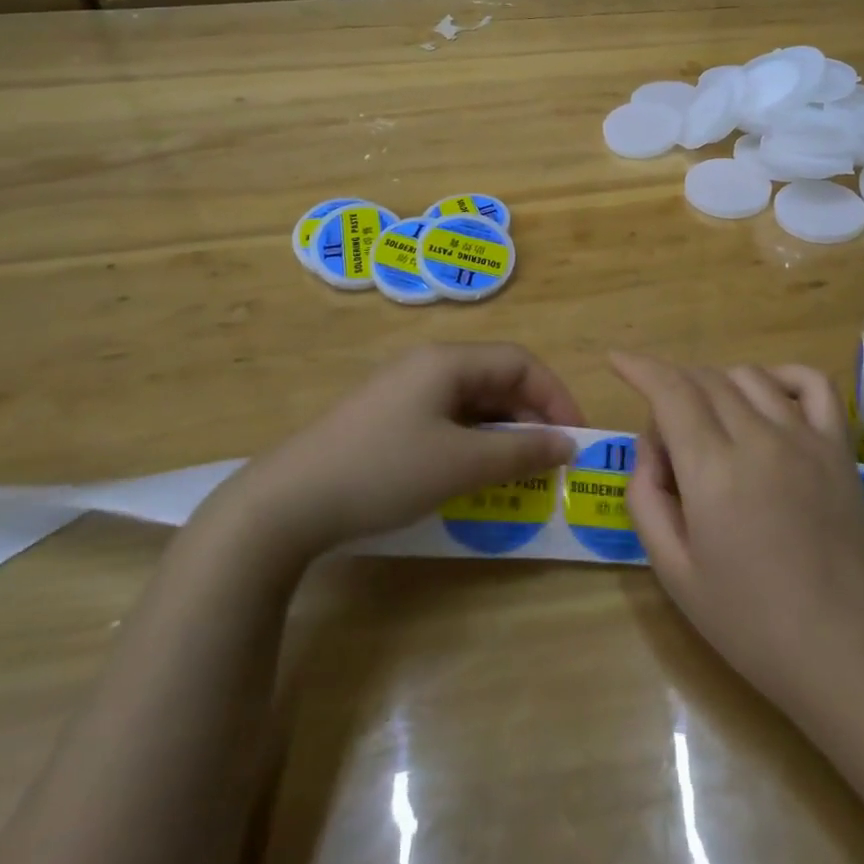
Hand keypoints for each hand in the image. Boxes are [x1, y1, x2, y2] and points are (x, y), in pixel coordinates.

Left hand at [238, 343, 585, 555]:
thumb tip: (567, 444)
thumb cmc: (384, 472)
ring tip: (520, 472)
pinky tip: (476, 474)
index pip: (520, 363)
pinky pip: (447, 420)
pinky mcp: (387, 419)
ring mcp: (404, 391)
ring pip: (472, 402)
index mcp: (447, 361)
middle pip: (496, 379)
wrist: (288, 502)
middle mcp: (427, 365)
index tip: (575, 439)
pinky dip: (472, 442)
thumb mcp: (460, 465)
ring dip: (503, 433)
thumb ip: (520, 452)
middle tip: (552, 461)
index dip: (555, 396)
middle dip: (531, 417)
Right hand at [613, 353, 863, 715]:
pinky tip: (768, 394)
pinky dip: (781, 375)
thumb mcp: (675, 573)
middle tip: (667, 438)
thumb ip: (647, 498)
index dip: (639, 368)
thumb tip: (651, 446)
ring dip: (715, 384)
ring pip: (748, 376)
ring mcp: (805, 437)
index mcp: (712, 470)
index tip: (617, 361)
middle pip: (704, 380)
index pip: (669, 391)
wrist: (850, 656)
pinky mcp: (838, 447)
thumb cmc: (752, 625)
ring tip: (710, 424)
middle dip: (671, 387)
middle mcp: (758, 438)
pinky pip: (811, 383)